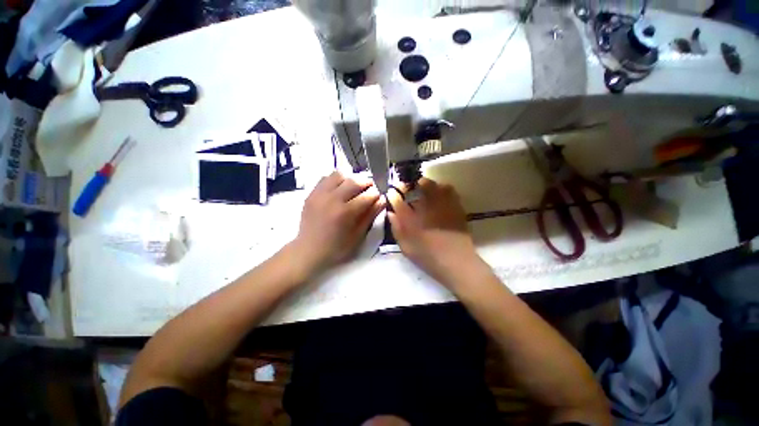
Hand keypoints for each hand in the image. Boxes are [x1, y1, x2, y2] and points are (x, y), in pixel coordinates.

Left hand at [293, 172, 384, 272]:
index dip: (377, 193)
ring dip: (350, 179)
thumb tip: (382, 200)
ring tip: (354, 188)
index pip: (367, 195)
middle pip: (354, 181)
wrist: (308, 251)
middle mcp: (332, 199)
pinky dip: (336, 180)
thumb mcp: (357, 236)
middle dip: (367, 183)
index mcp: (345, 212)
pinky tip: (339, 190)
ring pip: (339, 175)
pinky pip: (325, 178)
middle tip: (371, 189)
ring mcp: (320, 194)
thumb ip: (370, 216)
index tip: (381, 194)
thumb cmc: (337, 248)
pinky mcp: (311, 194)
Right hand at [387, 179, 478, 284]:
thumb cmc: (428, 257)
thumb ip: (396, 228)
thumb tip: (391, 213)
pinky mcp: (454, 205)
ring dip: (422, 184)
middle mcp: (424, 207)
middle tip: (406, 190)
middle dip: (406, 185)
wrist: (456, 262)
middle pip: (412, 186)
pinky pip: (447, 188)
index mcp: (410, 218)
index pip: (397, 198)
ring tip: (421, 190)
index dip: (393, 193)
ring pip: (430, 184)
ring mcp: (441, 204)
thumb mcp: (406, 247)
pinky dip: (440, 188)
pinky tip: (438, 195)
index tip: (392, 192)